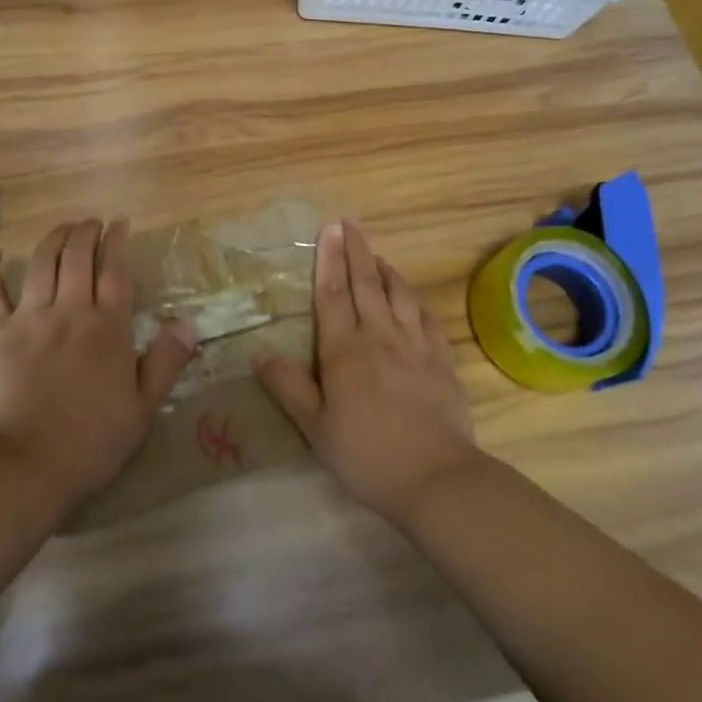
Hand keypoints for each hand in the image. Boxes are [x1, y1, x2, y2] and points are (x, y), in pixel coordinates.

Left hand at [0, 218, 195, 508]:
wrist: (26, 466)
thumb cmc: (91, 442)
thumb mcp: (143, 408)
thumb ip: (165, 362)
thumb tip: (188, 324)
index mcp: (107, 328)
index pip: (116, 272)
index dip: (118, 243)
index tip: (120, 223)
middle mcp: (70, 311)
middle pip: (78, 257)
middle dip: (86, 233)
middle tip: (92, 222)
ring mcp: (29, 319)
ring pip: (41, 264)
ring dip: (53, 239)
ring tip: (62, 229)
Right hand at [254, 219, 479, 520]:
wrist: (436, 477)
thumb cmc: (366, 455)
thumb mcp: (315, 428)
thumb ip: (288, 387)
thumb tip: (259, 353)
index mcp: (344, 350)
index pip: (333, 294)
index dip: (329, 259)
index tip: (329, 229)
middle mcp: (380, 337)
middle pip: (366, 284)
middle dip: (356, 251)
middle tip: (350, 223)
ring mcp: (415, 346)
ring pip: (400, 295)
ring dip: (386, 270)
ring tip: (377, 255)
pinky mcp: (442, 361)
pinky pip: (428, 319)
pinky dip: (417, 301)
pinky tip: (414, 298)